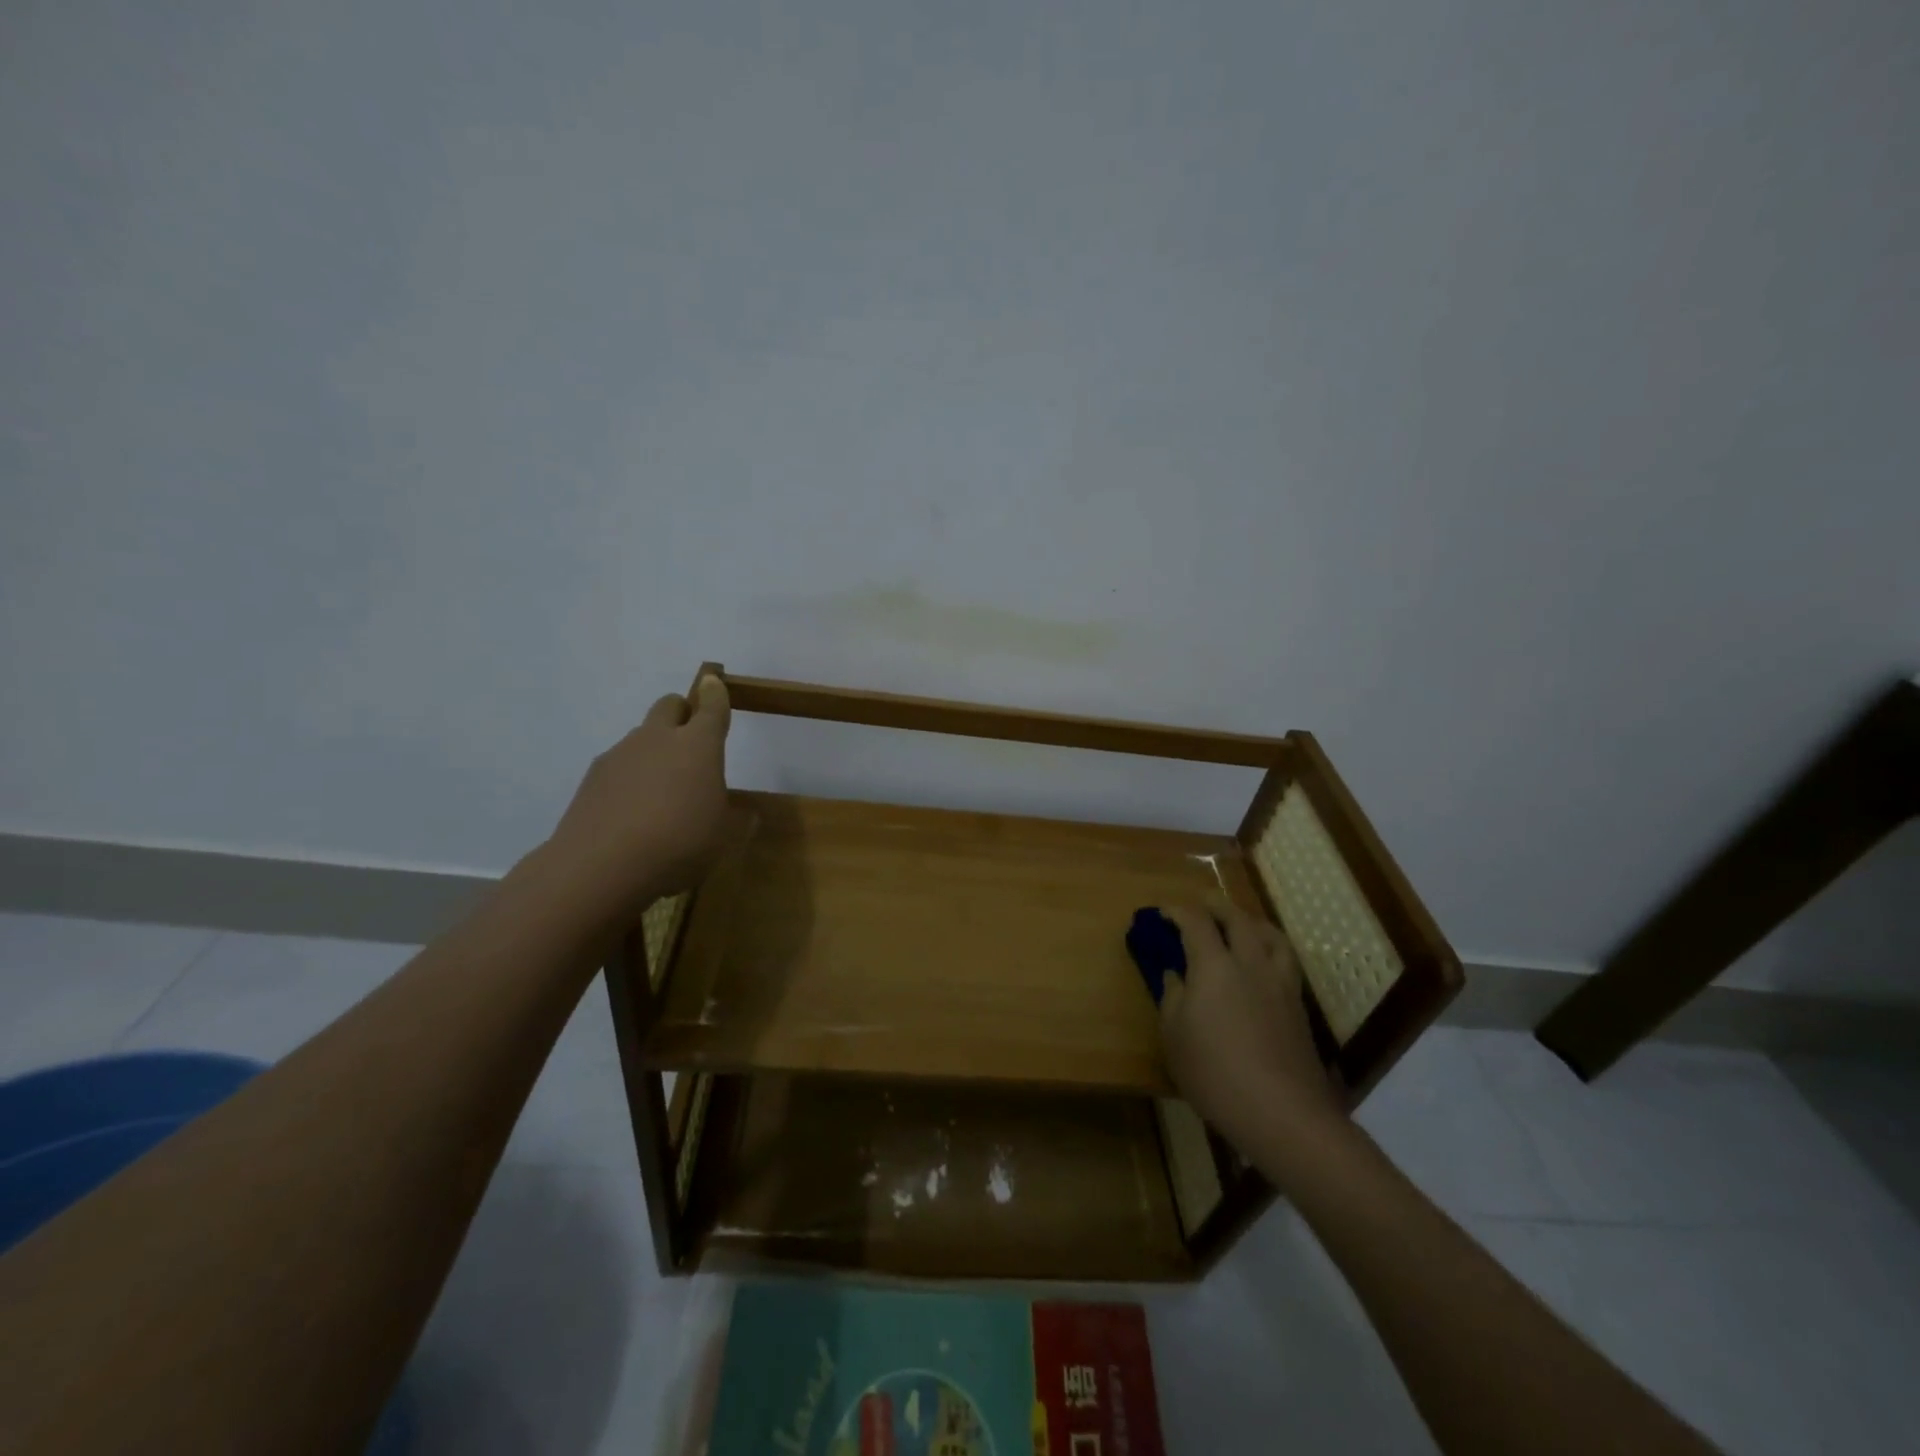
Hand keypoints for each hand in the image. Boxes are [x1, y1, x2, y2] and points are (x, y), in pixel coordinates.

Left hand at [545, 675, 732, 917]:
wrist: (601, 867)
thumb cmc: (680, 843)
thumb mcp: (725, 838)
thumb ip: (738, 820)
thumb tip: (746, 814)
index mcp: (698, 745)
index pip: (711, 707)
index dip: (716, 694)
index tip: (715, 684)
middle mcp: (658, 738)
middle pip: (669, 706)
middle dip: (682, 714)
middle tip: (691, 742)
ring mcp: (619, 755)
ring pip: (640, 737)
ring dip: (654, 751)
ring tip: (660, 793)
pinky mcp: (591, 779)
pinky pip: (618, 767)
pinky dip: (629, 779)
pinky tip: (631, 814)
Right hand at [1159, 902, 1346, 1162]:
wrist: (1282, 1112)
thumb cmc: (1215, 1073)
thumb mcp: (1174, 1036)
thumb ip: (1173, 998)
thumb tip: (1175, 975)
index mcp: (1214, 966)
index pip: (1195, 922)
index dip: (1177, 911)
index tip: (1163, 912)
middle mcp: (1250, 963)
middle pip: (1237, 919)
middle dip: (1216, 905)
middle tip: (1202, 902)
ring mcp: (1279, 983)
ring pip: (1270, 935)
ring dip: (1251, 921)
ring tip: (1242, 923)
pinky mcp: (1297, 1006)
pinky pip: (1285, 959)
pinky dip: (1271, 947)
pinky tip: (1264, 962)